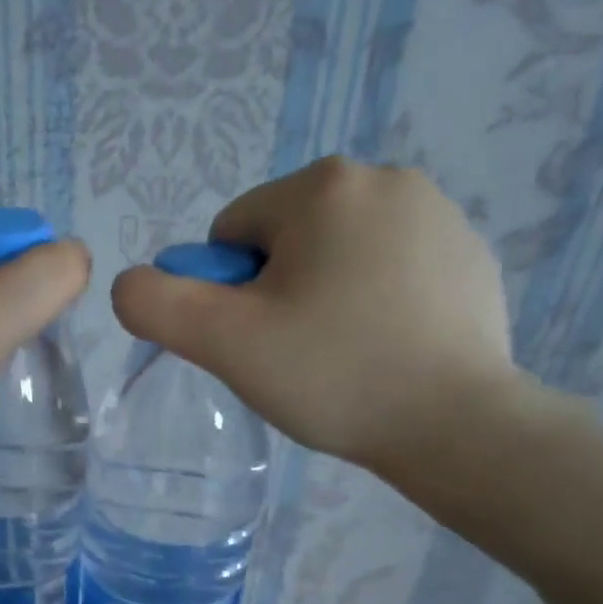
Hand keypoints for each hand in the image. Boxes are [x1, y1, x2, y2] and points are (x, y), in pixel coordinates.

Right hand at [110, 157, 520, 483]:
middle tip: (296, 355)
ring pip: (337, 256)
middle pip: (285, 241)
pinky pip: (390, 272)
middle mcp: (385, 178)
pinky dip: (375, 304)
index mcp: (322, 186)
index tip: (258, 341)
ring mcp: (438, 214)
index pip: (231, 234)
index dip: (227, 295)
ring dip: (323, 298)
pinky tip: (386, 352)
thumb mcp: (224, 343)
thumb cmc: (332, 374)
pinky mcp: (469, 256)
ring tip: (343, 358)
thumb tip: (133, 283)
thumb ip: (156, 304)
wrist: (456, 425)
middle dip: (276, 294)